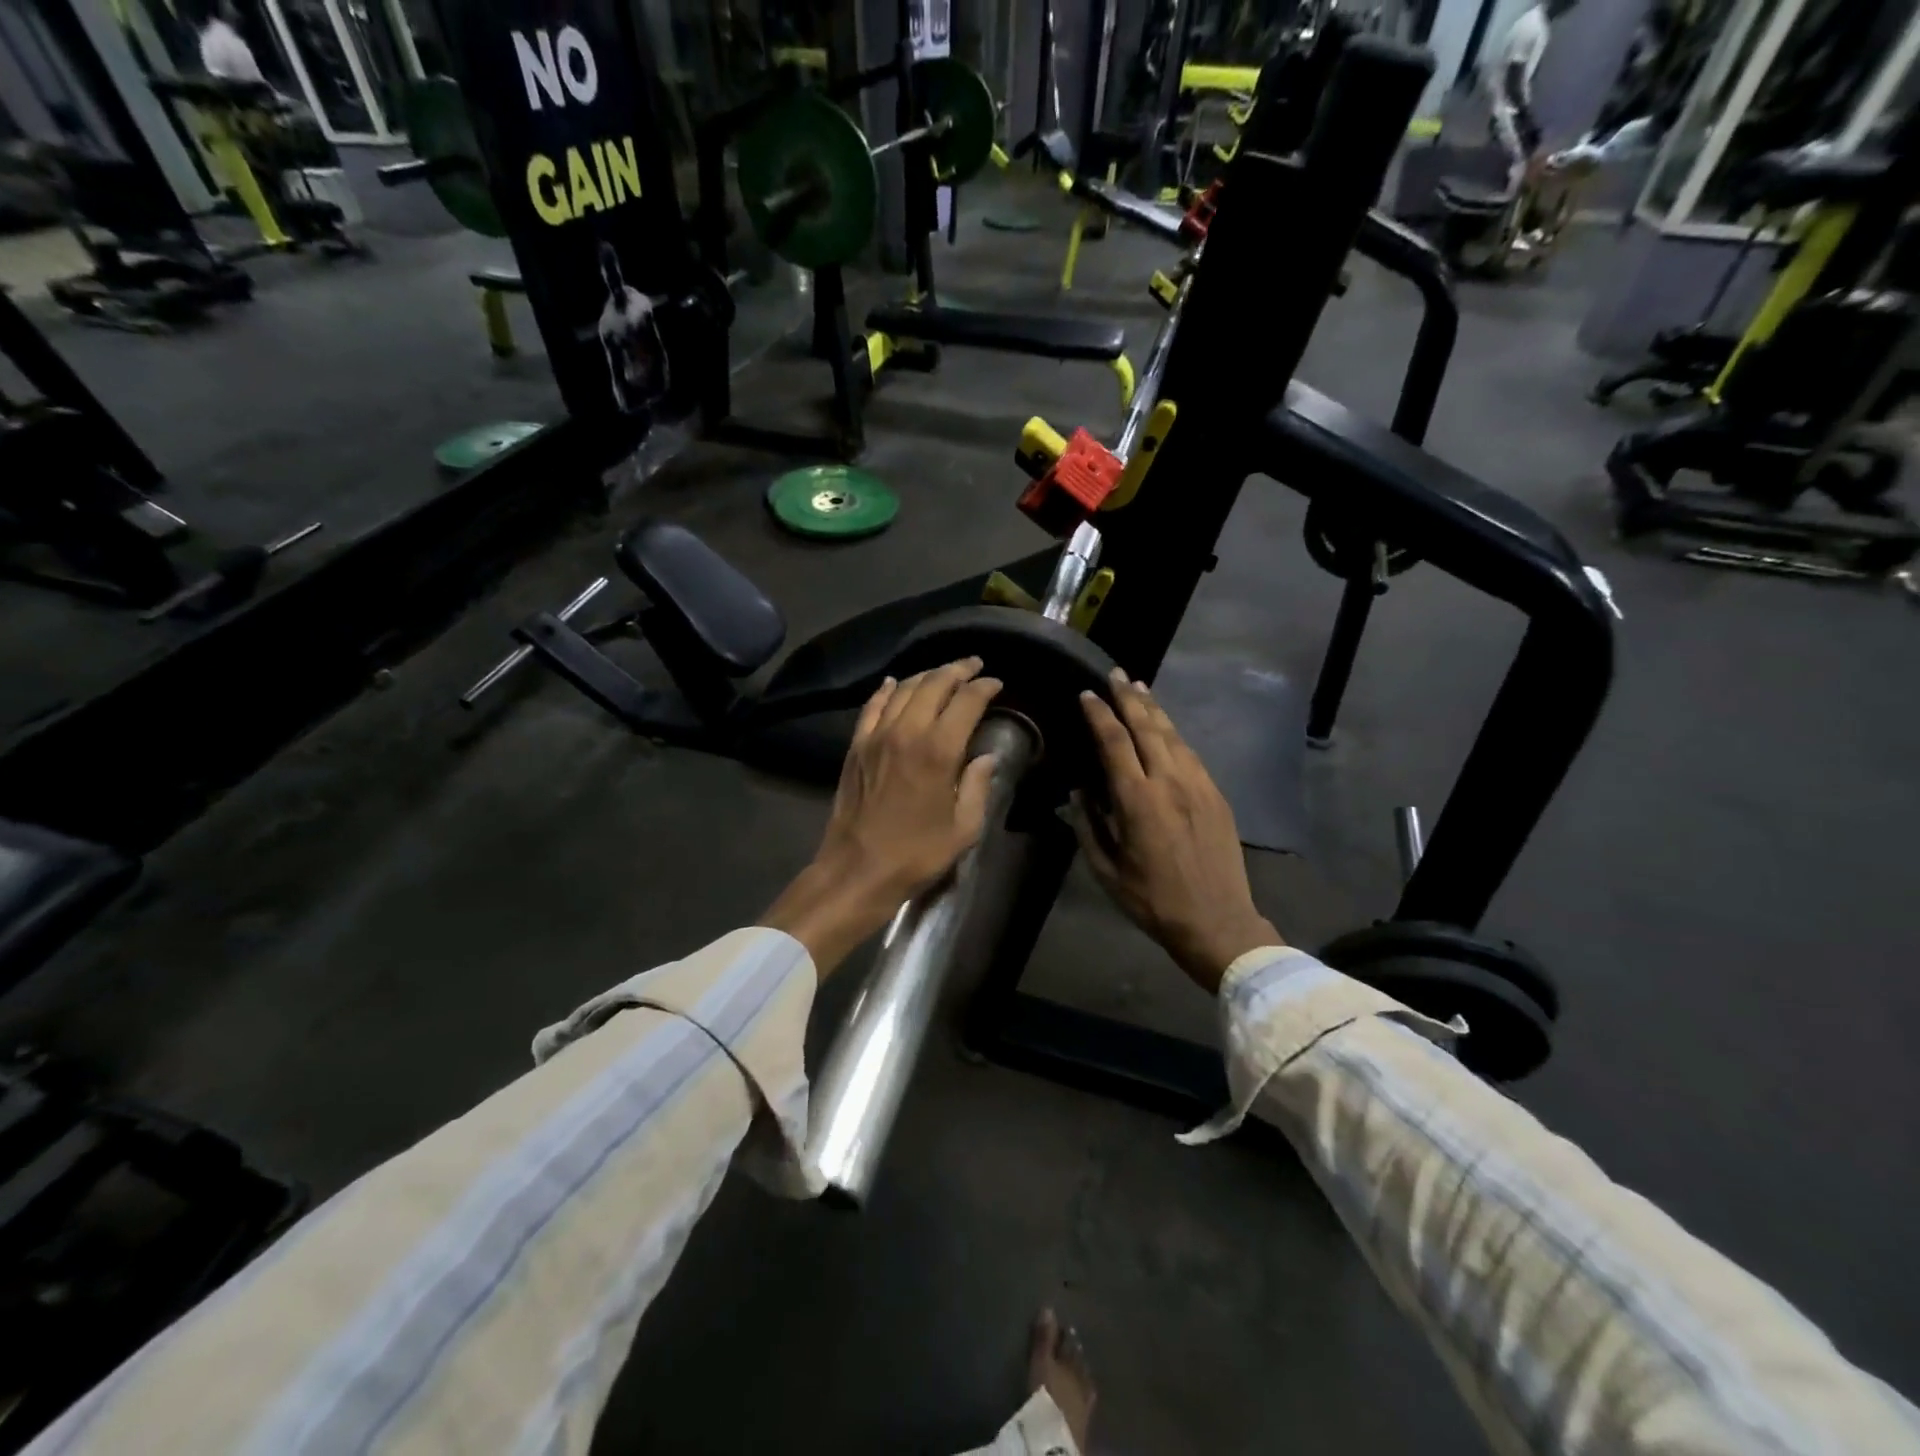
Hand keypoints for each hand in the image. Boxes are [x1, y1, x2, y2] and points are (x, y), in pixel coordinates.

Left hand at [762, 658, 1003, 975]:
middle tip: (974, 666)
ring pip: (904, 689)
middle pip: (934, 684)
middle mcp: (907, 732)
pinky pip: (872, 707)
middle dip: (958, 670)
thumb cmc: (917, 854)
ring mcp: (876, 736)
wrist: (858, 869)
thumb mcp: (964, 828)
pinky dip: (885, 690)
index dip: (984, 687)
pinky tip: (894, 683)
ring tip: (943, 673)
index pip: (966, 701)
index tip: (996, 684)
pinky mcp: (856, 746)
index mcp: (939, 750)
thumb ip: (977, 786)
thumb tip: (986, 757)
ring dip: (927, 676)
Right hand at [1074, 669, 1281, 992]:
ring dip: (1154, 710)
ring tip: (1140, 690)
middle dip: (1129, 697)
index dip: (1099, 714)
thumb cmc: (1153, 901)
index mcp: (1138, 800)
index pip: (1114, 742)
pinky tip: (1166, 730)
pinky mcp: (1216, 795)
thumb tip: (1079, 791)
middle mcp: (1170, 782)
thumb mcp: (1107, 871)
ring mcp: (1198, 785)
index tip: (1086, 694)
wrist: (1217, 921)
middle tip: (1116, 674)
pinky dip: (1174, 735)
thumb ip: (1088, 826)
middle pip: (1147, 727)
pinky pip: (1191, 754)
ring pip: (1173, 735)